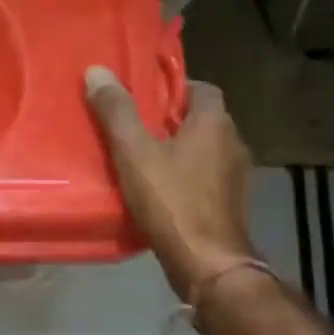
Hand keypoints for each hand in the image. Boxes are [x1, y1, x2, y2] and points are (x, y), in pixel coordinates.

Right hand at [85, 66, 256, 299]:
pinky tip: (159, 190)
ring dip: (178, 150)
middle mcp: (233, 143)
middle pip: (202, 119)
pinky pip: (205, 177)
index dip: (174, 88)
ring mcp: (236, 177)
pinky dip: (185, 176)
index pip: (201, 88)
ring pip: (204, 150)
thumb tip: (97, 70)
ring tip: (141, 158)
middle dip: (171, 120)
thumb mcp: (134, 153)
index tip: (144, 96)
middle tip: (134, 125)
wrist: (208, 263)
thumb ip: (117, 112)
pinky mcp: (230, 204)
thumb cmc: (172, 201)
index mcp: (214, 123)